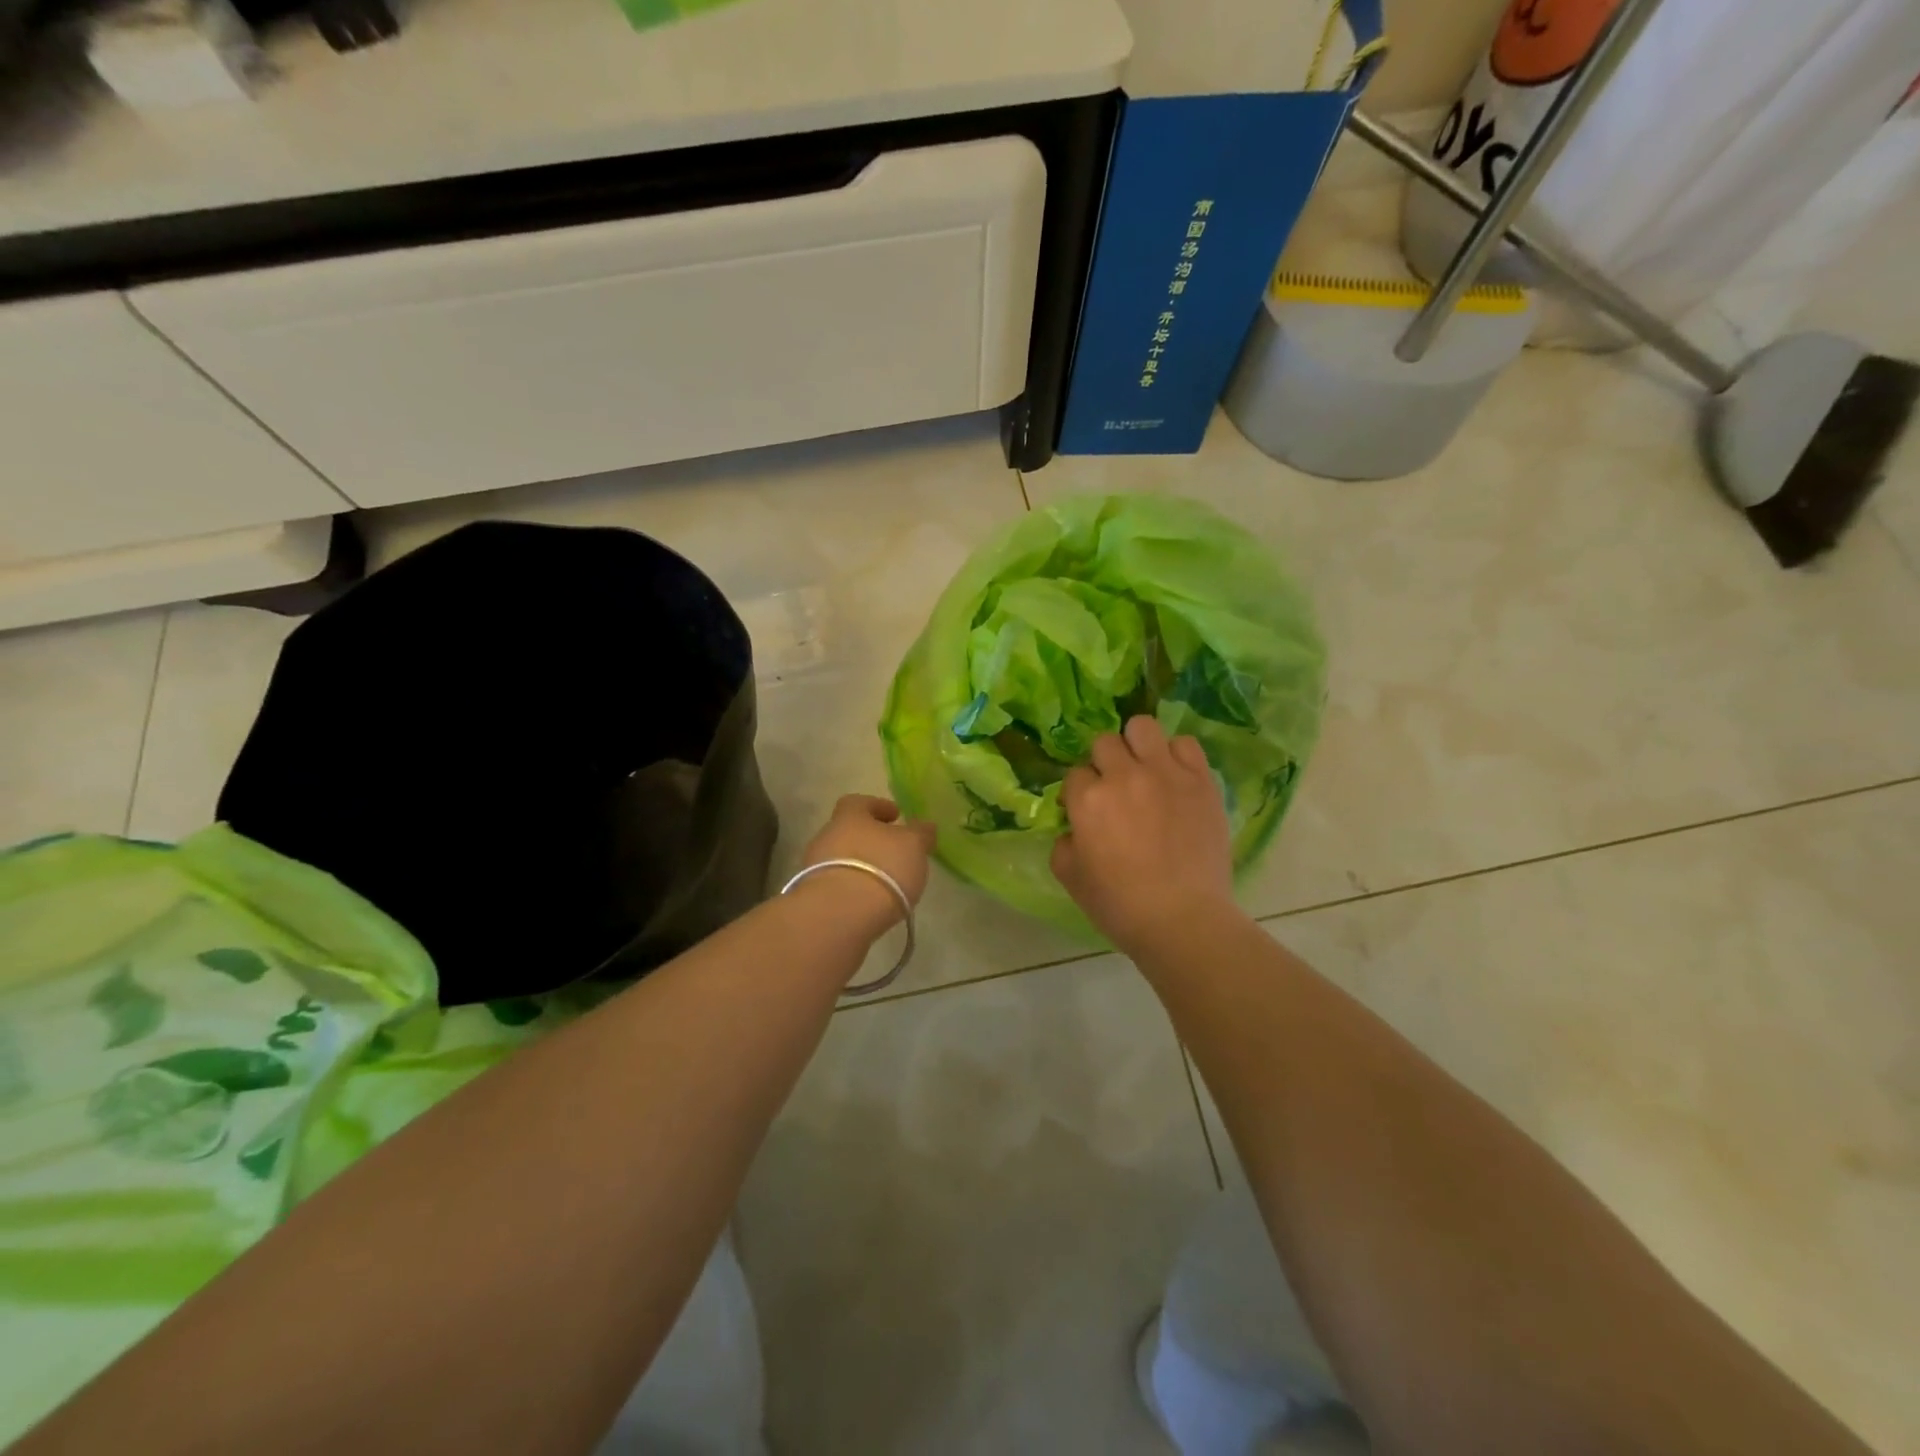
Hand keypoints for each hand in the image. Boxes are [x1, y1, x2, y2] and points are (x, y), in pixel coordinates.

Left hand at [796, 795, 937, 940]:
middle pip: (848, 831)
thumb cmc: (882, 868)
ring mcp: (815, 868)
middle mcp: (827, 837)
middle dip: (869, 839)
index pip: (859, 802)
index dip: (878, 806)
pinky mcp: (814, 897)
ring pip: (841, 859)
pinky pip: (837, 885)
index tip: (896, 815)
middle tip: (893, 851)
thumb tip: (925, 826)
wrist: (840, 914)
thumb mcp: (913, 846)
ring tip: (885, 881)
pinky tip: (870, 900)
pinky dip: (853, 888)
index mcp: (849, 816)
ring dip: (861, 866)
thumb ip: (920, 833)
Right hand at [1052, 716, 1237, 954]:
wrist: (1183, 919)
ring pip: (1143, 727)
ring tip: (1145, 770)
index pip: (1075, 774)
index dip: (1079, 792)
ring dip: (1138, 745)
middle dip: (1104, 762)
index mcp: (1088, 799)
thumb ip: (1063, 842)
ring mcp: (1166, 774)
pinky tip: (1174, 777)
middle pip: (1105, 742)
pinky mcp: (1201, 781)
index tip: (1087, 811)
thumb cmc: (1120, 905)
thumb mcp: (1070, 877)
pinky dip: (1176, 755)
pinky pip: (1185, 744)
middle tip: (1115, 789)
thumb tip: (1075, 827)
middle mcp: (1125, 776)